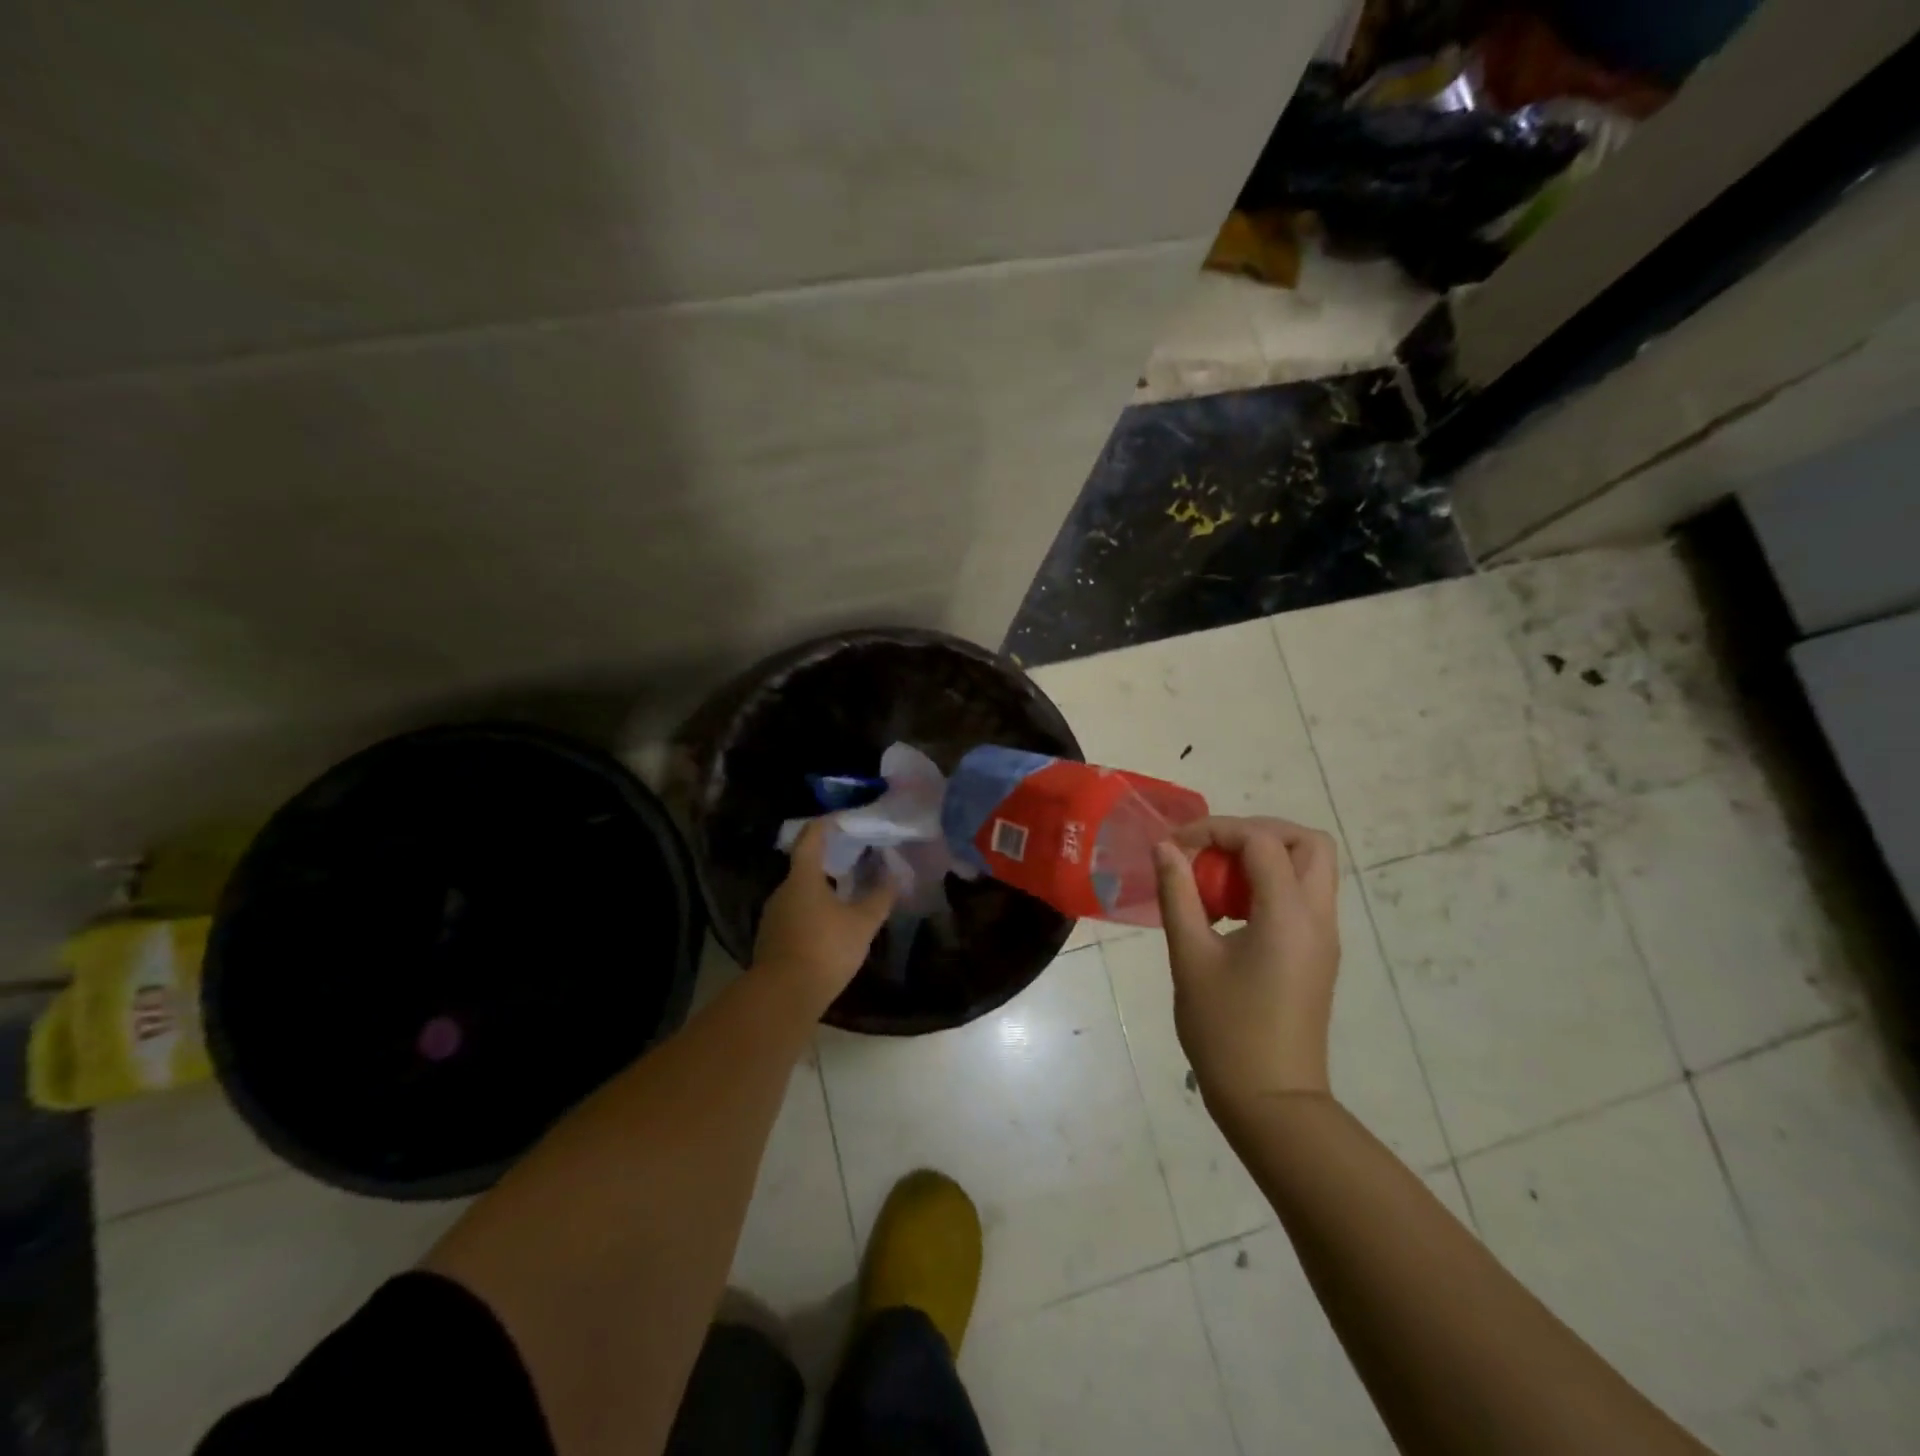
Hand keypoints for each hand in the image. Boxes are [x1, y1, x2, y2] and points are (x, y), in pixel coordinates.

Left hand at [753, 819, 897, 1009]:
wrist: (782, 996)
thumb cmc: (824, 949)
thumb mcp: (862, 924)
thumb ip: (880, 898)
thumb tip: (896, 876)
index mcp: (803, 878)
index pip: (810, 838)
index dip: (825, 825)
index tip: (840, 818)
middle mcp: (782, 891)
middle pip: (804, 867)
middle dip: (828, 860)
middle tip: (853, 858)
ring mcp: (773, 916)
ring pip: (799, 893)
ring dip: (821, 889)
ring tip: (846, 892)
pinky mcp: (771, 940)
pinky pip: (795, 914)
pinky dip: (813, 911)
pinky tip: (830, 924)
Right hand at [1152, 816, 1340, 1113]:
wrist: (1271, 1101)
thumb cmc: (1226, 1030)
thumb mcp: (1190, 958)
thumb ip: (1178, 895)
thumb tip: (1165, 848)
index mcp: (1288, 915)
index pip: (1262, 841)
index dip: (1216, 830)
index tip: (1176, 847)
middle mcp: (1318, 917)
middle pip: (1307, 842)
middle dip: (1257, 832)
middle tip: (1213, 851)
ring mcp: (1324, 937)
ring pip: (1311, 867)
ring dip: (1266, 857)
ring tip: (1217, 880)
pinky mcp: (1318, 954)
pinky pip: (1303, 896)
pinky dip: (1270, 884)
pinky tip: (1230, 911)